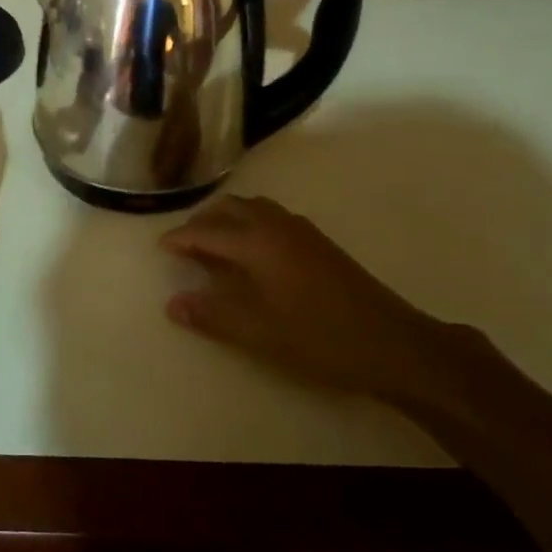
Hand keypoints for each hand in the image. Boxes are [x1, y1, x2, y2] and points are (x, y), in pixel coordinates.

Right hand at [159, 195, 490, 404]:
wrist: (392, 342)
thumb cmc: (319, 338)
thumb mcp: (259, 332)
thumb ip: (213, 314)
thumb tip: (173, 303)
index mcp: (258, 243)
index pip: (207, 231)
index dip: (181, 238)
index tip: (160, 247)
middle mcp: (277, 226)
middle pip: (230, 208)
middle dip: (202, 221)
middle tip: (184, 245)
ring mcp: (302, 231)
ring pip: (253, 209)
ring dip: (228, 219)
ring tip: (213, 246)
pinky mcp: (319, 242)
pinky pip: (271, 217)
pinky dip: (249, 223)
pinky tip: (251, 253)